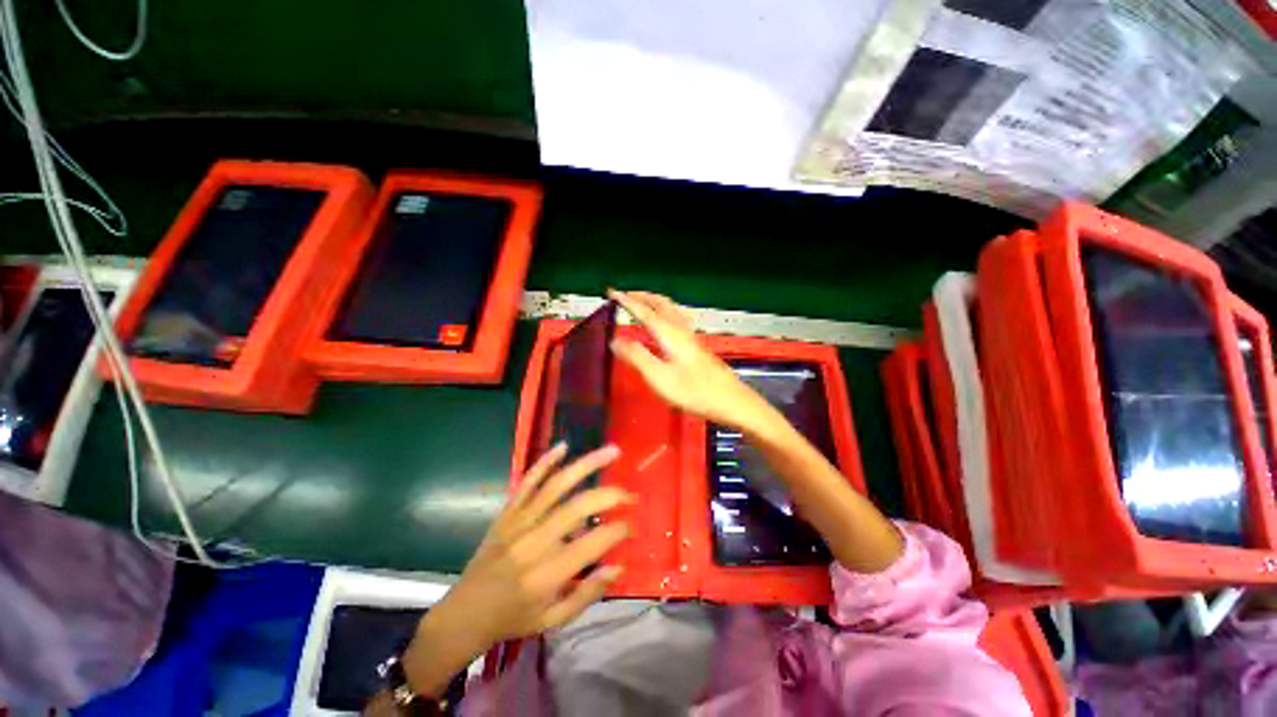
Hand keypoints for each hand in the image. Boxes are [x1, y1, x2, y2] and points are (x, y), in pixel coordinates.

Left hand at [432, 444, 630, 650]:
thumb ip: (587, 594)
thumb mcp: (553, 620)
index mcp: (548, 573)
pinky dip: (545, 461)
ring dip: (587, 464)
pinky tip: (563, 446)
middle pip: (578, 506)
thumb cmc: (513, 618)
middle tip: (629, 494)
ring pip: (557, 484)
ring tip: (612, 451)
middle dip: (610, 495)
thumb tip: (618, 565)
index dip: (618, 530)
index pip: (593, 543)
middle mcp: (535, 541)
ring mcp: (519, 521)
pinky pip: (527, 481)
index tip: (630, 526)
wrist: (464, 613)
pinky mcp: (508, 511)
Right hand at [609, 290, 777, 430]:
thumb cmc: (695, 392)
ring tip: (641, 303)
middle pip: (661, 304)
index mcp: (669, 334)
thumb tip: (615, 340)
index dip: (626, 301)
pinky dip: (663, 313)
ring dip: (654, 302)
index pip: (644, 311)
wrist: (731, 401)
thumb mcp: (659, 377)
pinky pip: (676, 319)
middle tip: (625, 295)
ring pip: (671, 310)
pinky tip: (664, 324)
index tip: (611, 292)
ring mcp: (691, 337)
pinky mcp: (697, 347)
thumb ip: (637, 357)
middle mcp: (681, 330)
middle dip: (642, 296)